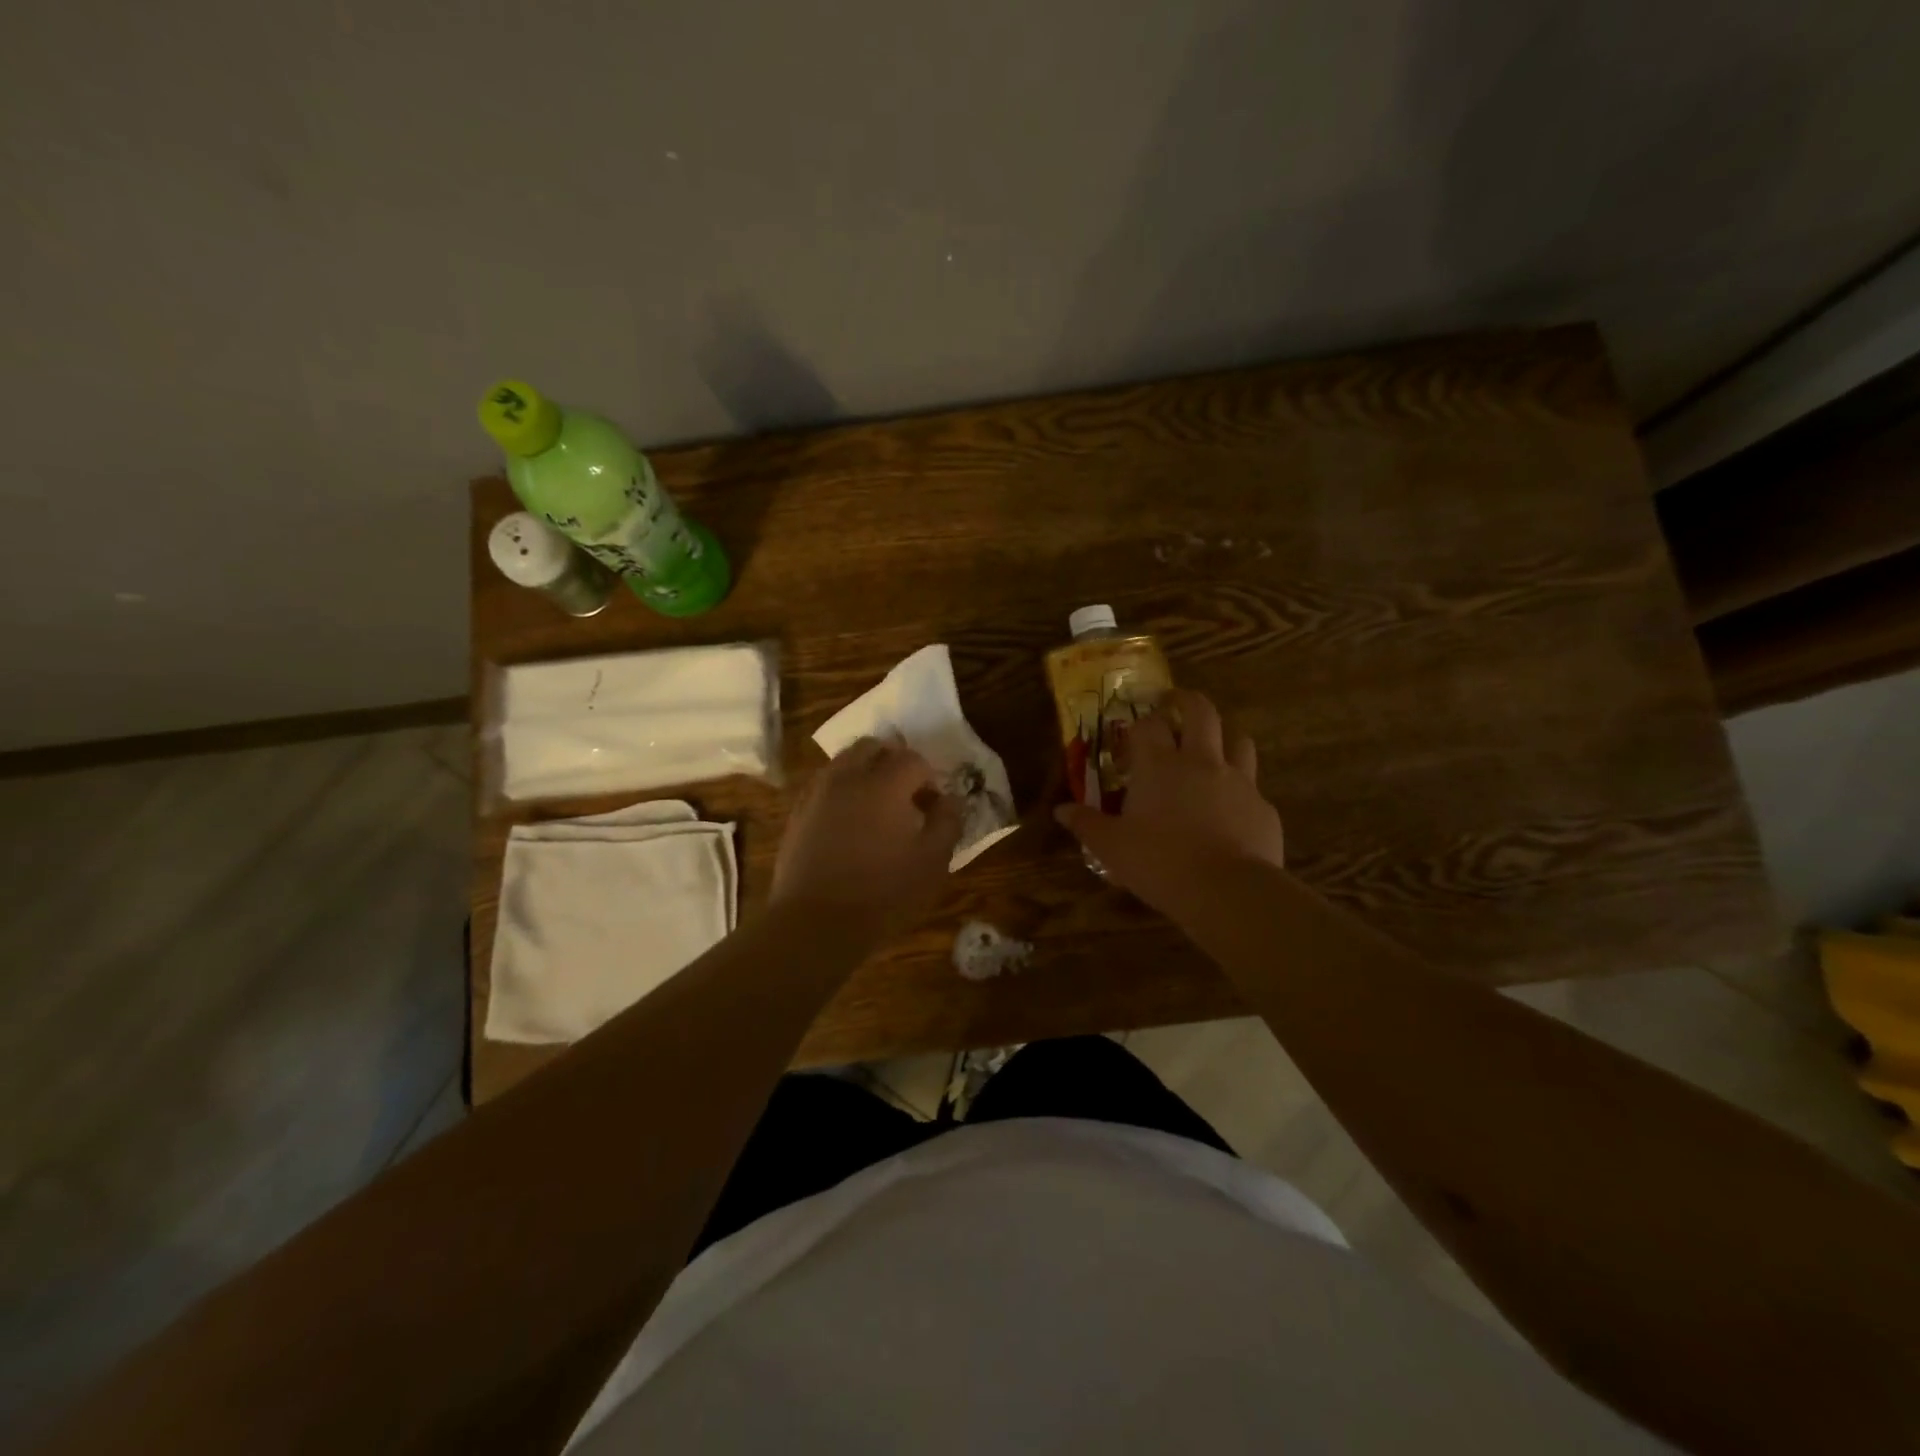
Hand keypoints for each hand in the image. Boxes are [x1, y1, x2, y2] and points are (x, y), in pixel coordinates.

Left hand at [771, 738, 964, 947]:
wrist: (814, 924)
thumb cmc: (882, 894)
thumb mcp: (932, 863)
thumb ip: (947, 823)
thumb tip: (950, 799)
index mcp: (884, 784)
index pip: (914, 759)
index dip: (930, 779)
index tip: (934, 807)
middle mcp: (847, 777)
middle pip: (873, 746)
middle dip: (894, 762)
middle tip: (907, 795)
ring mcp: (817, 793)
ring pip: (844, 762)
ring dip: (866, 772)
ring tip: (878, 808)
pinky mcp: (797, 813)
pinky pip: (824, 785)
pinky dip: (842, 790)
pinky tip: (850, 823)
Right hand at [1054, 689, 1284, 919]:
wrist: (1228, 892)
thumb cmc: (1160, 863)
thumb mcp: (1111, 847)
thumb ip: (1087, 824)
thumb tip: (1061, 810)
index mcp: (1159, 765)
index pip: (1147, 724)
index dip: (1138, 724)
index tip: (1131, 735)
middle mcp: (1201, 762)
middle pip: (1201, 712)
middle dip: (1187, 701)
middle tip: (1175, 705)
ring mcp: (1239, 781)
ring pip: (1238, 740)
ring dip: (1224, 738)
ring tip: (1211, 750)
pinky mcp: (1263, 807)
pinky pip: (1253, 787)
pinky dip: (1240, 790)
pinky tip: (1231, 810)